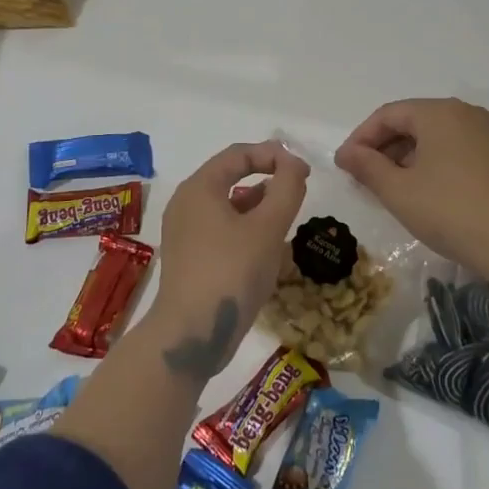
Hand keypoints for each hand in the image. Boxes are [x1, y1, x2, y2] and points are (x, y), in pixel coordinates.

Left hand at [151, 140, 309, 378]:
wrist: (190, 335)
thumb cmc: (231, 272)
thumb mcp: (268, 228)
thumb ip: (286, 189)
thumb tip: (294, 165)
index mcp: (200, 188)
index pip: (238, 154)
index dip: (273, 154)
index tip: (304, 170)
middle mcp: (187, 203)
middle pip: (230, 176)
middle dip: (267, 178)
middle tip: (297, 189)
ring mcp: (185, 232)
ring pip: (227, 205)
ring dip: (258, 204)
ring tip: (286, 217)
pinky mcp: (190, 258)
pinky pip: (221, 229)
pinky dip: (246, 228)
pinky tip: (267, 247)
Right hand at [335, 98, 488, 286]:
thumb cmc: (451, 211)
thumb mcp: (399, 191)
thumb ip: (367, 166)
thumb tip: (346, 153)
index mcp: (438, 112)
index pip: (388, 115)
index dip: (361, 138)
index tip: (344, 166)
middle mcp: (464, 114)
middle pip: (412, 122)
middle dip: (383, 148)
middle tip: (362, 178)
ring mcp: (486, 135)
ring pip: (434, 138)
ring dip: (406, 158)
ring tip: (389, 189)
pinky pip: (454, 151)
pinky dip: (431, 165)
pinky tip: (423, 193)